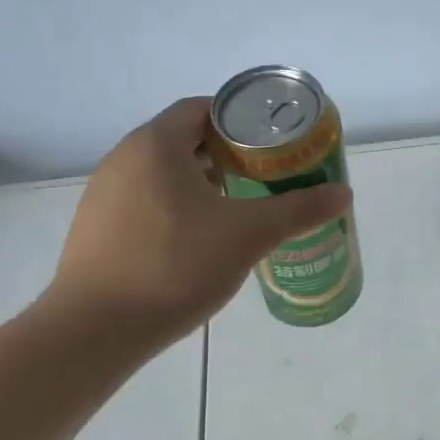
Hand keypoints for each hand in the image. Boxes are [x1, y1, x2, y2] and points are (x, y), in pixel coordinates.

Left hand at [34, 98, 350, 350]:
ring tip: (236, 209)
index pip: (202, 109)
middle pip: (183, 139)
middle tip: (263, 177)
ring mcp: (103, 194)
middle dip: (225, 154)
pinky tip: (196, 242)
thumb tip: (344, 194)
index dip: (240, 121)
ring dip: (200, 183)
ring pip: (162, 173)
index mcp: (156, 144)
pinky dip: (174, 207)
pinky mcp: (95, 228)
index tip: (271, 144)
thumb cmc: (175, 266)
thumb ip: (298, 210)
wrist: (95, 330)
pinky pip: (143, 201)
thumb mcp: (248, 235)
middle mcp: (124, 158)